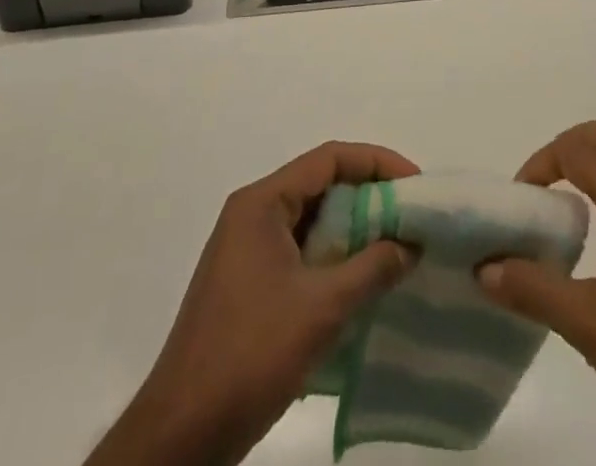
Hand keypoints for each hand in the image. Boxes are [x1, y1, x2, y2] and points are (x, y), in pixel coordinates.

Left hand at [90, 141, 419, 465]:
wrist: (180, 436)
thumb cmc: (249, 355)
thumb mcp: (322, 308)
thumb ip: (372, 268)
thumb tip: (412, 243)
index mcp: (262, 204)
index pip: (328, 159)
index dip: (376, 163)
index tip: (415, 183)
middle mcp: (252, 215)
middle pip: (320, 185)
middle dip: (368, 197)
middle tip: (411, 216)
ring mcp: (247, 251)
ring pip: (312, 221)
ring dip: (353, 231)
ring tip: (396, 248)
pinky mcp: (249, 285)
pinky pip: (301, 252)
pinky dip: (333, 259)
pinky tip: (362, 284)